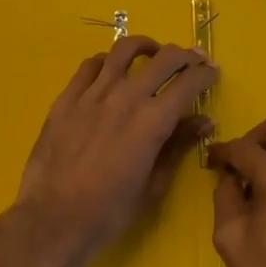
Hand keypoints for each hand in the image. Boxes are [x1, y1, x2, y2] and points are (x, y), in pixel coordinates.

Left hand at [15, 35, 217, 266]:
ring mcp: (93, 93)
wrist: (53, 221)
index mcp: (152, 121)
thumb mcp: (154, 185)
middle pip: (163, 58)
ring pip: (124, 50)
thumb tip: (204, 120)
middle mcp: (126, 97)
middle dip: (185, 55)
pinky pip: (91, 64)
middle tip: (192, 60)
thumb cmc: (109, 212)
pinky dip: (107, 61)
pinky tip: (111, 70)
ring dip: (146, 46)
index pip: (188, 82)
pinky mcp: (67, 97)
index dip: (205, 74)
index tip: (212, 72)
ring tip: (153, 53)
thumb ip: (179, 146)